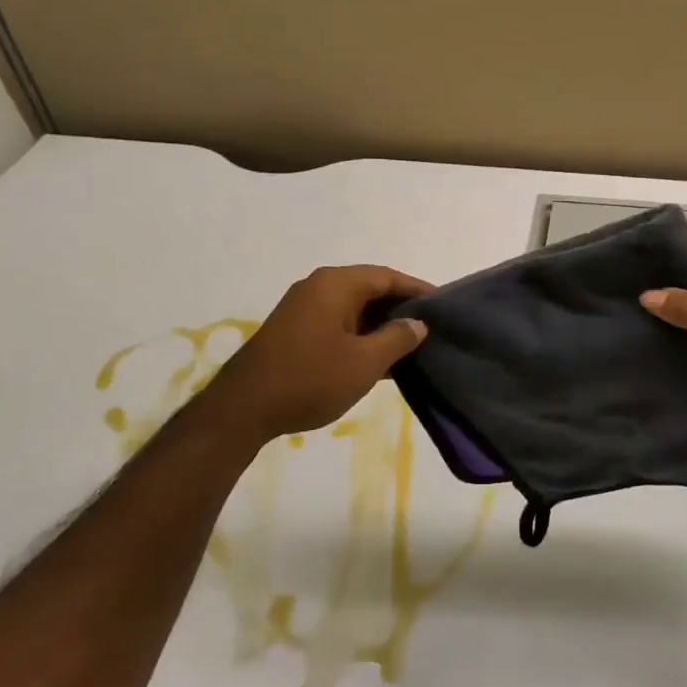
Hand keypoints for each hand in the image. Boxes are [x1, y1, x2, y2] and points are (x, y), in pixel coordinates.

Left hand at [192, 265, 432, 442]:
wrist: (244, 409)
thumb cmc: (311, 378)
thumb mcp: (365, 362)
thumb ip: (397, 338)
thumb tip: (417, 324)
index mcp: (337, 284)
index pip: (388, 277)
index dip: (418, 290)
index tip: (443, 305)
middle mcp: (318, 287)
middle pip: (370, 289)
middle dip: (400, 308)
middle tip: (430, 328)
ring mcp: (303, 308)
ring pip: (353, 308)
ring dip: (380, 325)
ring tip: (410, 346)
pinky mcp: (294, 331)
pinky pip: (337, 323)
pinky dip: (360, 335)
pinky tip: (378, 359)